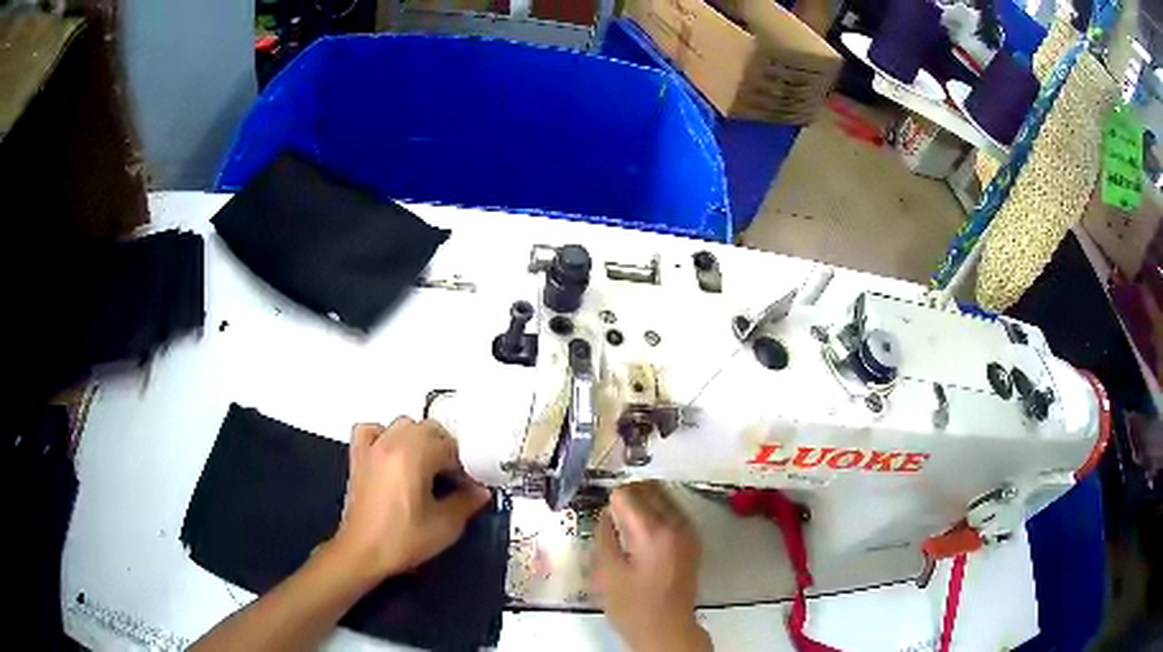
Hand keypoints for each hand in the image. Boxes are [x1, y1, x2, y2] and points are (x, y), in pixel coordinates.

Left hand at [331, 417, 490, 583]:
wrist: (362, 552)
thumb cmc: (402, 540)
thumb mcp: (445, 526)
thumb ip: (467, 502)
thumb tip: (479, 492)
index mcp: (415, 455)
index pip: (450, 448)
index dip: (464, 468)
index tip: (469, 488)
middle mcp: (392, 443)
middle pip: (429, 429)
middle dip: (446, 450)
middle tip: (453, 478)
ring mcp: (372, 448)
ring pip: (403, 425)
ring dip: (419, 440)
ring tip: (426, 466)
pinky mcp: (358, 457)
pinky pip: (371, 430)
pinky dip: (384, 435)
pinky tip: (392, 454)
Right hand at [591, 482, 710, 651]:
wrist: (666, 628)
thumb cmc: (632, 606)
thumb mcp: (607, 572)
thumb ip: (605, 536)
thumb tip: (607, 513)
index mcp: (652, 532)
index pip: (629, 494)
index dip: (611, 501)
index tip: (603, 516)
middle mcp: (676, 524)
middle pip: (650, 488)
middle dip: (628, 494)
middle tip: (612, 514)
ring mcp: (688, 531)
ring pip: (665, 495)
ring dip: (644, 500)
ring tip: (626, 520)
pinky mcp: (692, 539)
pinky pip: (674, 509)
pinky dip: (657, 509)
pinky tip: (643, 529)